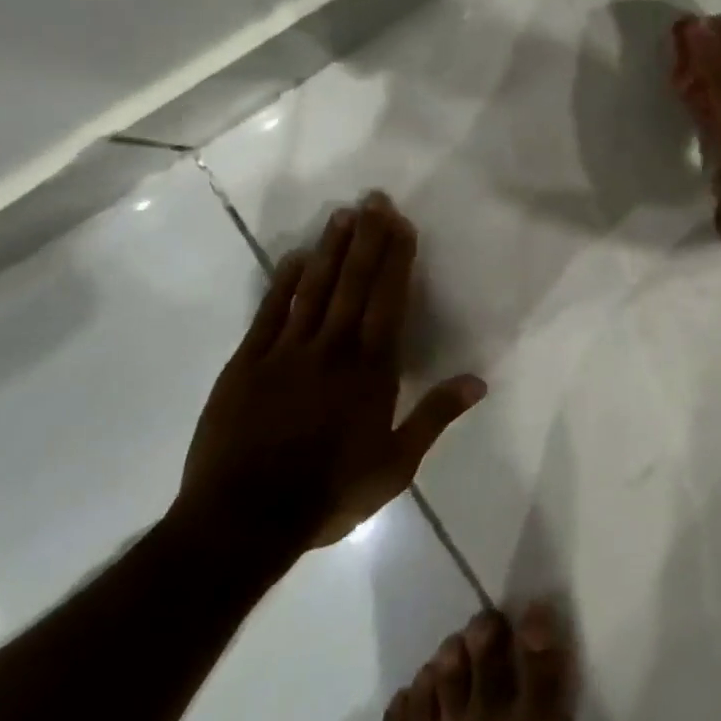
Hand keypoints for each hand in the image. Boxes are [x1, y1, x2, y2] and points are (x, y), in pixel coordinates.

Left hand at [170, 192, 484, 568]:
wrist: (242, 521)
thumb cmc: (329, 493)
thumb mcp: (395, 465)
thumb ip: (435, 417)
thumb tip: (478, 381)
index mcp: (371, 369)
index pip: (389, 300)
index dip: (396, 259)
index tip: (401, 224)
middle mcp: (332, 348)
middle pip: (353, 282)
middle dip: (367, 238)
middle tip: (374, 199)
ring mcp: (286, 352)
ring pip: (313, 288)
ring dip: (330, 249)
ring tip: (342, 214)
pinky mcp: (246, 363)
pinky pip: (269, 312)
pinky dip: (282, 282)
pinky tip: (293, 257)